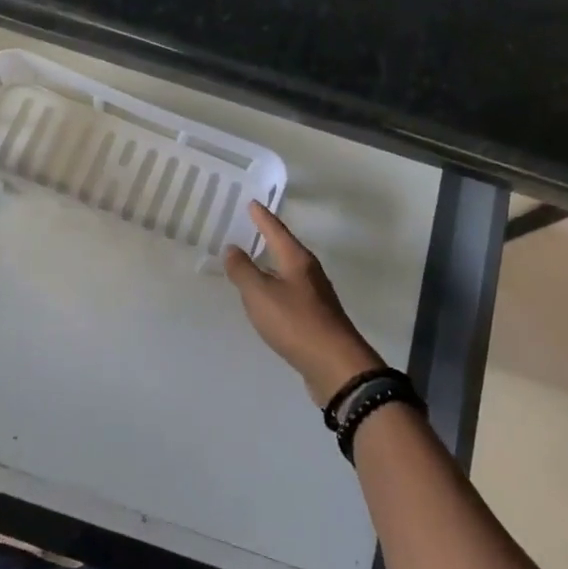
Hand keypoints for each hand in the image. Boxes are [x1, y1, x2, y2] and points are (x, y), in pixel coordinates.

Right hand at [225, 202, 382, 405]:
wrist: (334, 365)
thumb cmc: (295, 322)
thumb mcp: (260, 294)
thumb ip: (243, 270)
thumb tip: (232, 248)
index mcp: (297, 260)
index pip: (276, 231)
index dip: (262, 217)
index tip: (252, 203)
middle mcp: (309, 272)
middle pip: (286, 248)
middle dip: (269, 238)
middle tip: (251, 227)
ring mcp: (316, 295)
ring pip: (289, 271)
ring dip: (272, 264)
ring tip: (254, 261)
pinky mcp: (317, 317)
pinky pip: (291, 293)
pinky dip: (276, 288)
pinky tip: (268, 298)